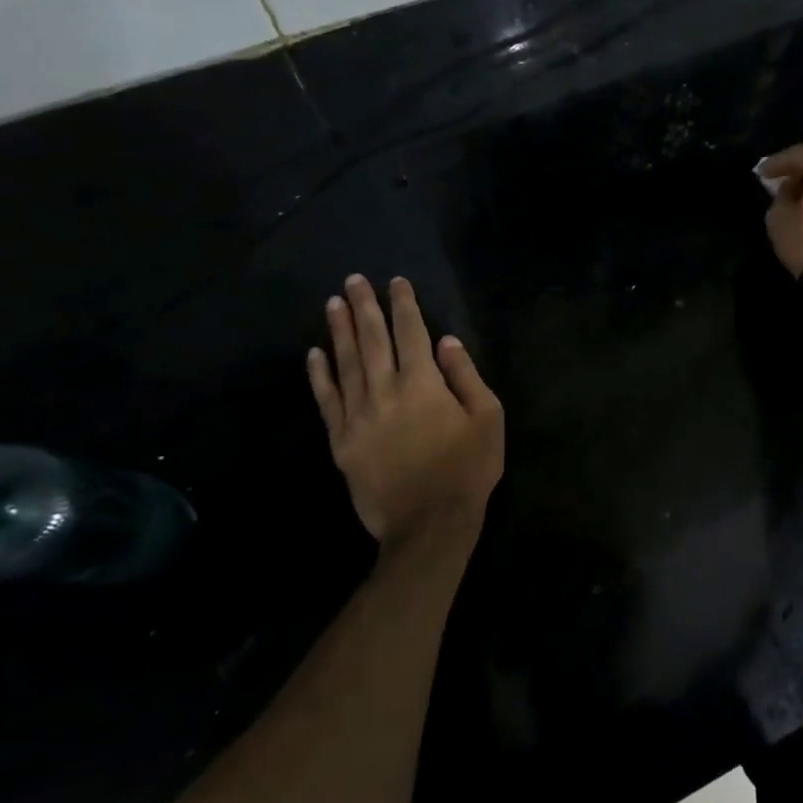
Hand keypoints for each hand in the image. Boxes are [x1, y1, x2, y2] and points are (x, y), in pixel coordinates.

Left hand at [306, 275, 503, 559]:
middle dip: (364, 307)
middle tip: (354, 279)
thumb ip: (466, 376)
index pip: (411, 333)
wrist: (429, 523)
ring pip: (345, 363)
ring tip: (333, 303)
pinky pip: (326, 401)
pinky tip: (314, 354)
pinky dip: (319, 375)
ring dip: (338, 331)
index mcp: (423, 384)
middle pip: (372, 340)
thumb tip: (445, 342)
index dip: (403, 305)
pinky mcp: (341, 441)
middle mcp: (385, 391)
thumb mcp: (487, 418)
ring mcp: (358, 416)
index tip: (395, 282)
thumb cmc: (468, 469)